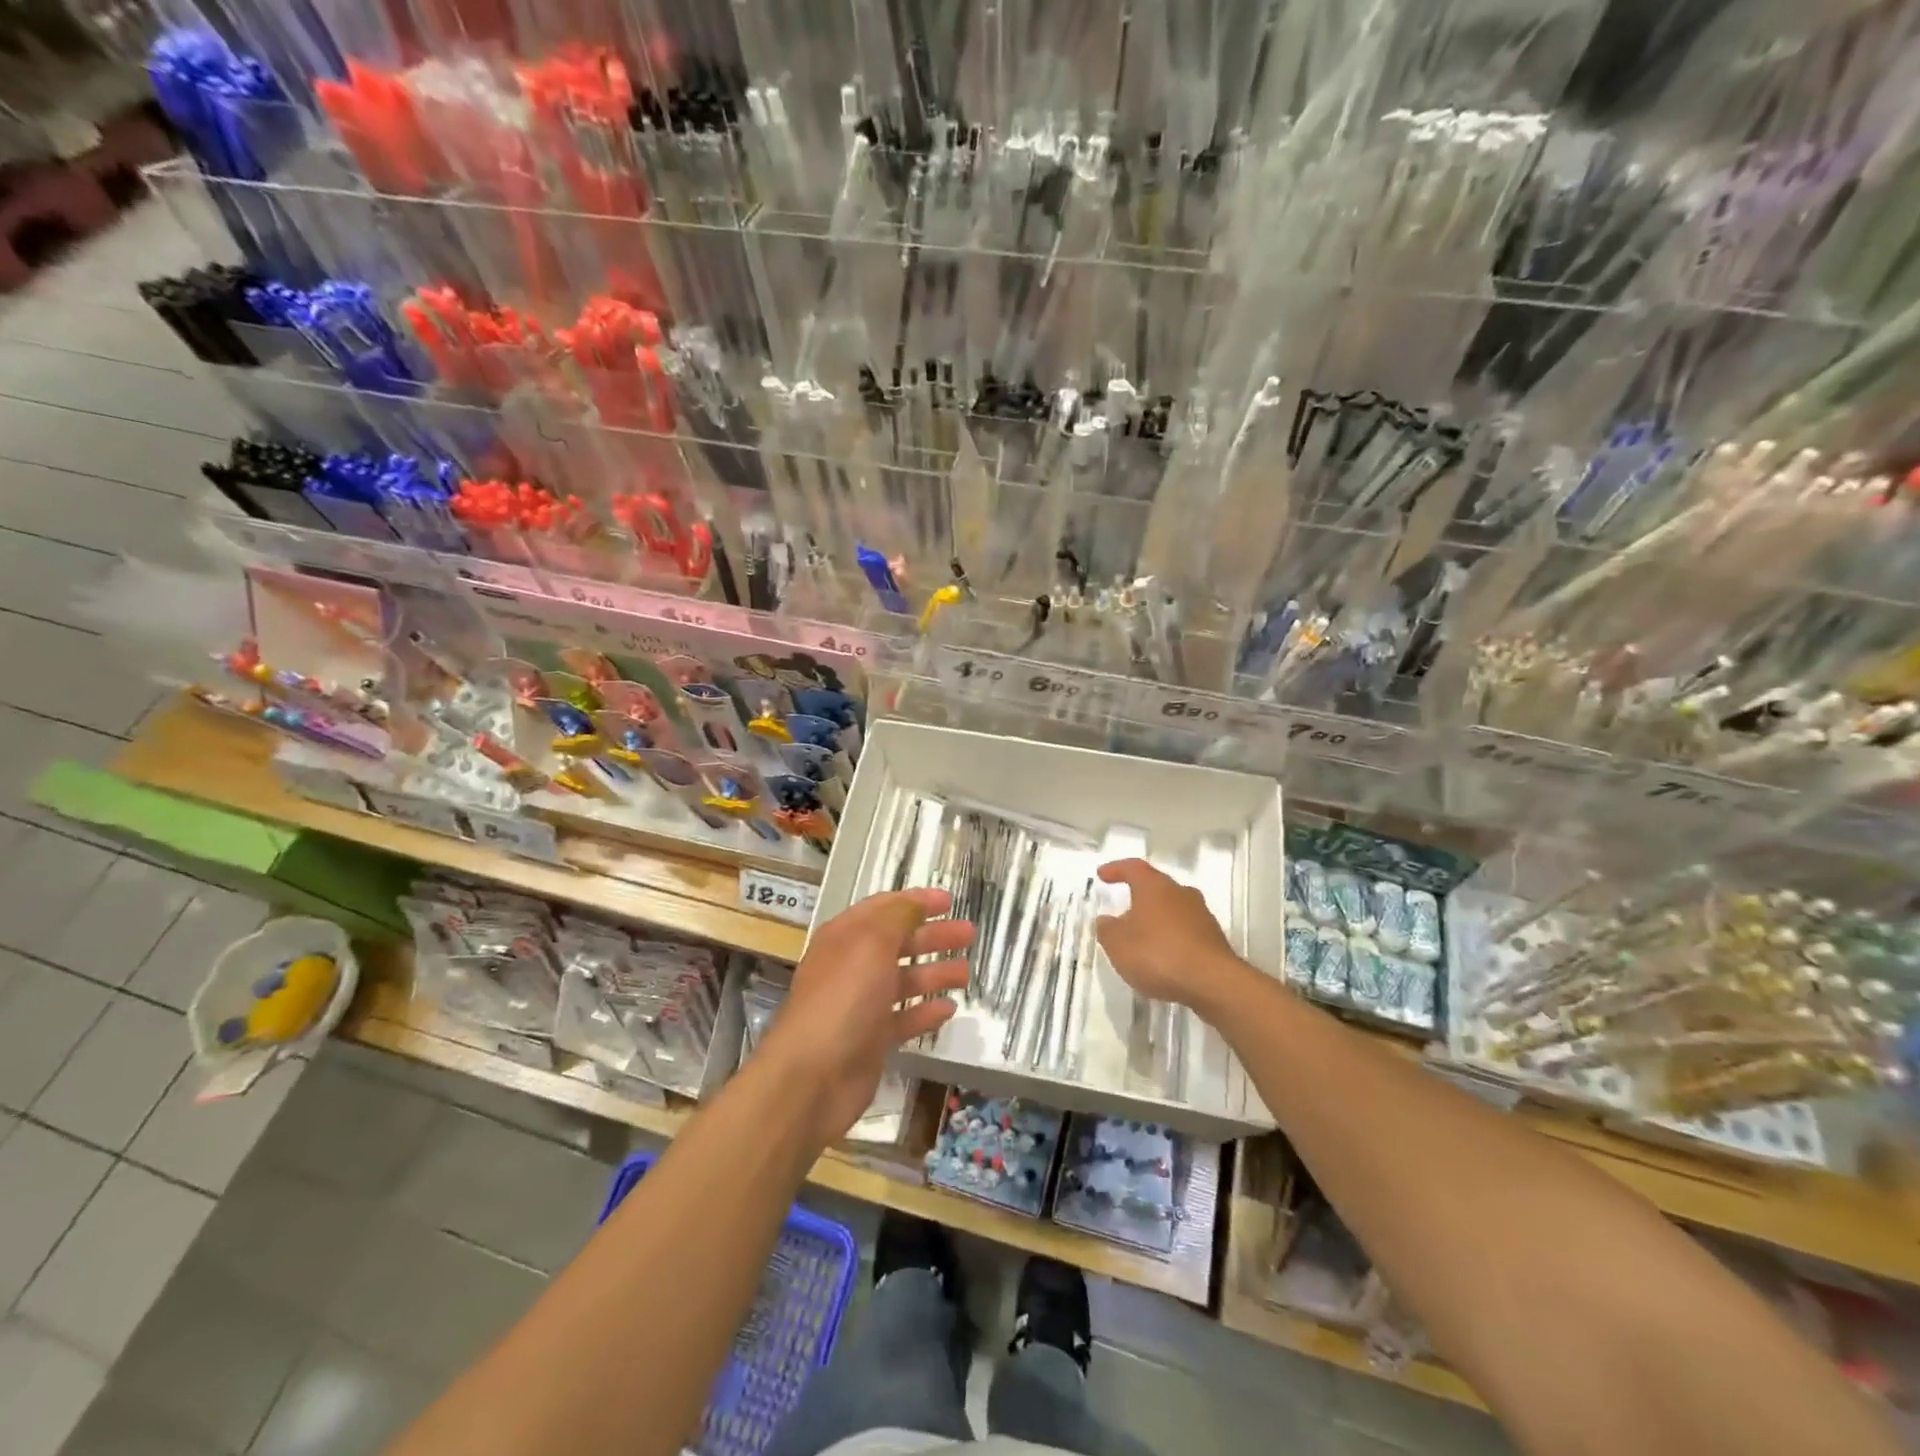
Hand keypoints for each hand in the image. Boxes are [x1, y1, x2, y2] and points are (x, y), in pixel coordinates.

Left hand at [765, 889, 972, 1143]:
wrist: (812, 1077)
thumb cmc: (843, 998)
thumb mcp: (871, 943)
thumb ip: (897, 917)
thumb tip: (916, 901)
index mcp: (846, 937)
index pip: (884, 909)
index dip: (916, 902)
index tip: (950, 901)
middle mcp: (852, 966)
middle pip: (898, 943)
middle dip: (933, 936)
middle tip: (969, 934)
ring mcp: (861, 1005)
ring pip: (904, 981)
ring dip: (934, 973)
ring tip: (966, 973)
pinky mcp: (871, 1040)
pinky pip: (903, 1018)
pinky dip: (925, 1011)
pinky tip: (949, 1009)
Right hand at [1094, 859, 1243, 1009]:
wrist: (1212, 982)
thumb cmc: (1158, 954)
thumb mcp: (1118, 944)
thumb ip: (1107, 929)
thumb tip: (1106, 920)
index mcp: (1154, 886)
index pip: (1133, 868)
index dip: (1116, 870)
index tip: (1102, 875)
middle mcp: (1180, 893)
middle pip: (1157, 887)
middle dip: (1139, 897)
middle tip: (1123, 909)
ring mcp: (1202, 915)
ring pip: (1173, 909)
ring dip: (1157, 919)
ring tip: (1142, 937)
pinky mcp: (1214, 939)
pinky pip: (1186, 930)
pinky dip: (1172, 938)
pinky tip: (1163, 956)